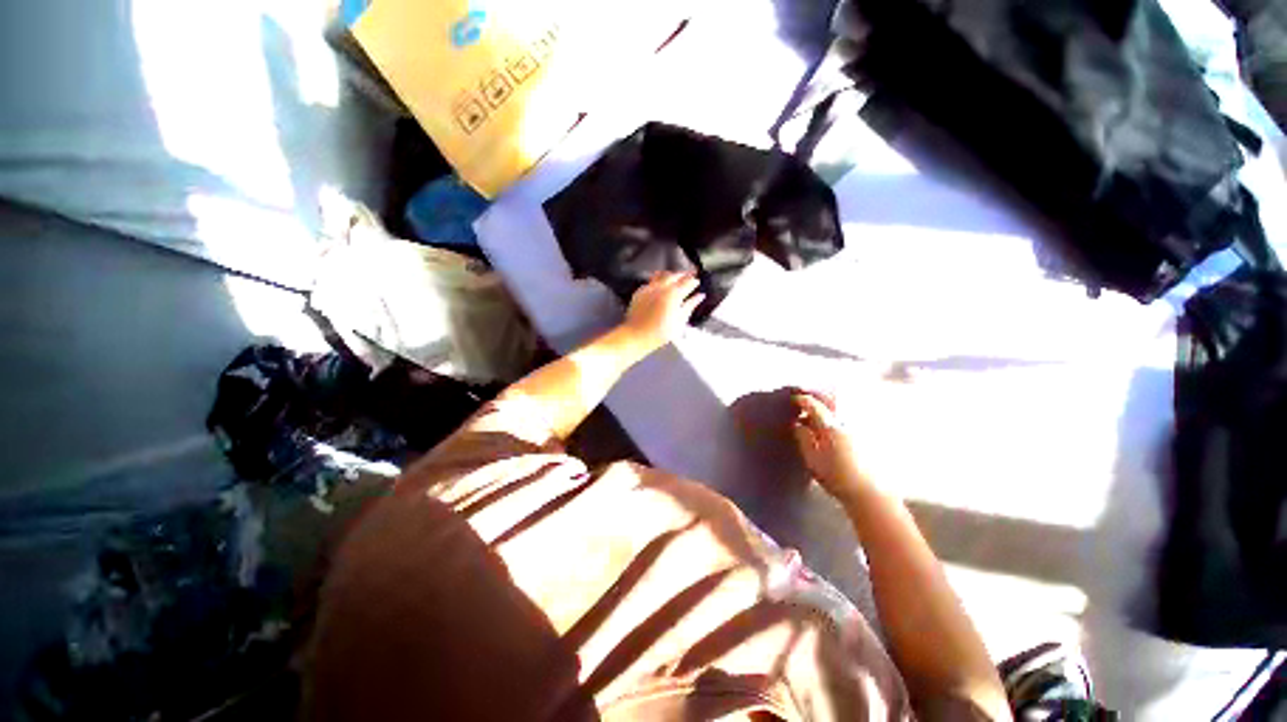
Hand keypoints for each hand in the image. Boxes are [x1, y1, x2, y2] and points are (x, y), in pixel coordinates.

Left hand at [623, 272, 704, 351]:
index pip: (687, 282)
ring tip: (676, 278)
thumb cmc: (659, 333)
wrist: (636, 336)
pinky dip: (658, 280)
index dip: (694, 281)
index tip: (697, 282)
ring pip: (662, 275)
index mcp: (673, 294)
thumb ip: (690, 306)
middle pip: (675, 275)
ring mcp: (649, 288)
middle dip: (684, 275)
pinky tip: (660, 285)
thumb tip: (699, 297)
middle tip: (690, 276)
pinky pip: (651, 281)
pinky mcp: (640, 292)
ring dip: (671, 275)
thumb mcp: (680, 321)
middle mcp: (661, 287)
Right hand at [792, 389, 868, 504]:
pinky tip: (832, 422)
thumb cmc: (836, 478)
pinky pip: (850, 414)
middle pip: (831, 398)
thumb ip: (803, 438)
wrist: (869, 494)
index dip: (801, 399)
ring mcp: (858, 427)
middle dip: (817, 395)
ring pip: (842, 405)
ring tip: (818, 409)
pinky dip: (838, 412)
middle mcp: (846, 422)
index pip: (814, 404)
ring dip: (828, 402)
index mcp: (830, 427)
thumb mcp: (812, 460)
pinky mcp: (866, 434)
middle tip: (806, 397)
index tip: (793, 399)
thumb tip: (797, 424)